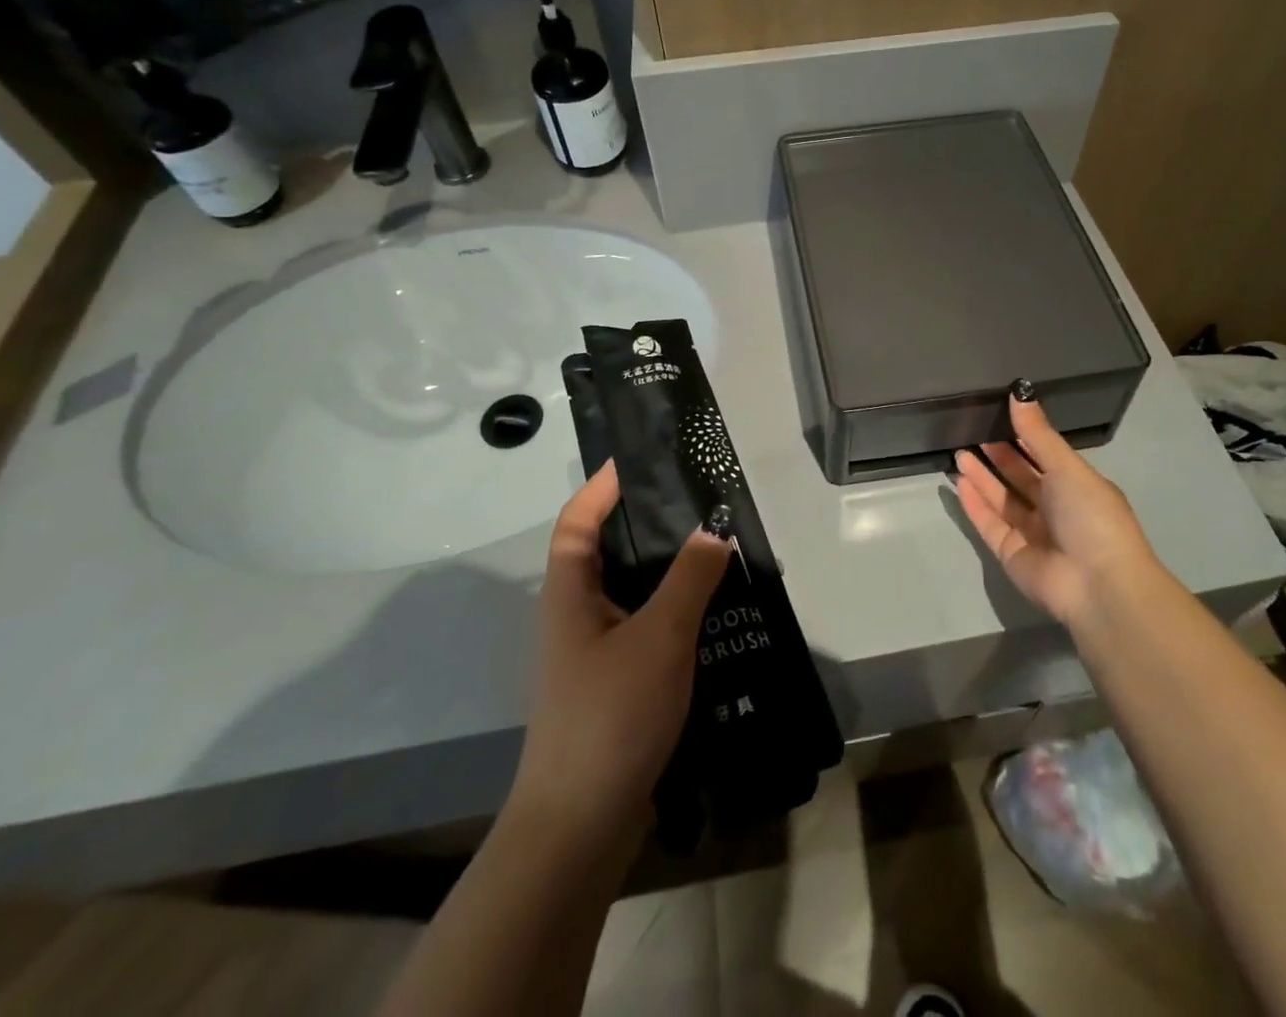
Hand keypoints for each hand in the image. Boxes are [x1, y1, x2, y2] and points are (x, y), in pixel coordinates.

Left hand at [507, 461, 730, 848]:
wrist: (579, 826)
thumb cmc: (610, 714)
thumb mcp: (659, 636)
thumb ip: (689, 579)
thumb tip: (713, 530)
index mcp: (570, 594)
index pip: (576, 521)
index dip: (600, 487)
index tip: (638, 460)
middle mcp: (575, 617)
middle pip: (605, 552)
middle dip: (644, 524)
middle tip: (695, 502)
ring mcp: (592, 655)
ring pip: (630, 594)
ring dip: (666, 572)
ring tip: (715, 551)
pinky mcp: (613, 687)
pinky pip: (644, 630)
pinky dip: (673, 614)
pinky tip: (712, 618)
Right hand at [953, 389, 1159, 626]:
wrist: (1097, 585)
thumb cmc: (1091, 517)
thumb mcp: (1068, 467)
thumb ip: (1038, 433)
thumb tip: (1019, 392)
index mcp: (1077, 487)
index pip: (1045, 457)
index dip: (1023, 438)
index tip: (998, 416)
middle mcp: (1055, 509)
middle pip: (1020, 478)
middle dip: (998, 456)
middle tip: (972, 432)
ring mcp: (1032, 533)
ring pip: (1002, 499)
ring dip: (982, 477)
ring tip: (959, 452)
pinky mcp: (1011, 553)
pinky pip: (989, 523)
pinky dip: (975, 504)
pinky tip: (959, 482)